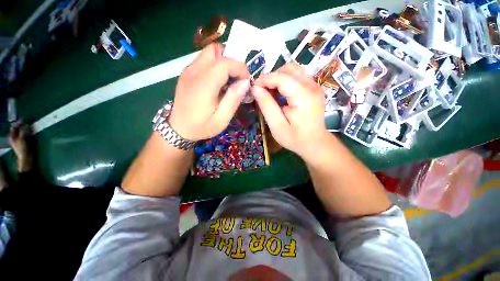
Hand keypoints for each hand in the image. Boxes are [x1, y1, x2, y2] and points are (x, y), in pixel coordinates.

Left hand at [169, 43, 250, 140]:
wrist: (178, 129)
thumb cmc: (201, 127)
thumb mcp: (222, 119)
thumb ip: (233, 99)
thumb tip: (245, 82)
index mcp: (203, 85)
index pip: (224, 63)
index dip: (240, 67)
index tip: (246, 80)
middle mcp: (194, 72)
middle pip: (215, 50)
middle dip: (231, 60)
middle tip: (238, 77)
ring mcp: (188, 71)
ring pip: (209, 53)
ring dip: (223, 61)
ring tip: (229, 79)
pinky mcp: (186, 73)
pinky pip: (203, 60)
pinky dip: (215, 65)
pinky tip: (218, 81)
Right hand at [252, 63, 328, 158]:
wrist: (315, 143)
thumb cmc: (295, 138)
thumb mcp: (277, 126)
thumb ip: (267, 106)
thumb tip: (256, 89)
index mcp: (304, 97)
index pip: (282, 77)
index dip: (265, 79)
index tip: (254, 88)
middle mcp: (312, 86)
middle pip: (288, 69)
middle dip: (271, 77)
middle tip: (262, 91)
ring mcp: (315, 85)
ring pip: (293, 70)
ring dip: (278, 77)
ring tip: (270, 92)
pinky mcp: (314, 87)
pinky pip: (297, 76)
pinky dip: (285, 80)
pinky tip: (280, 93)